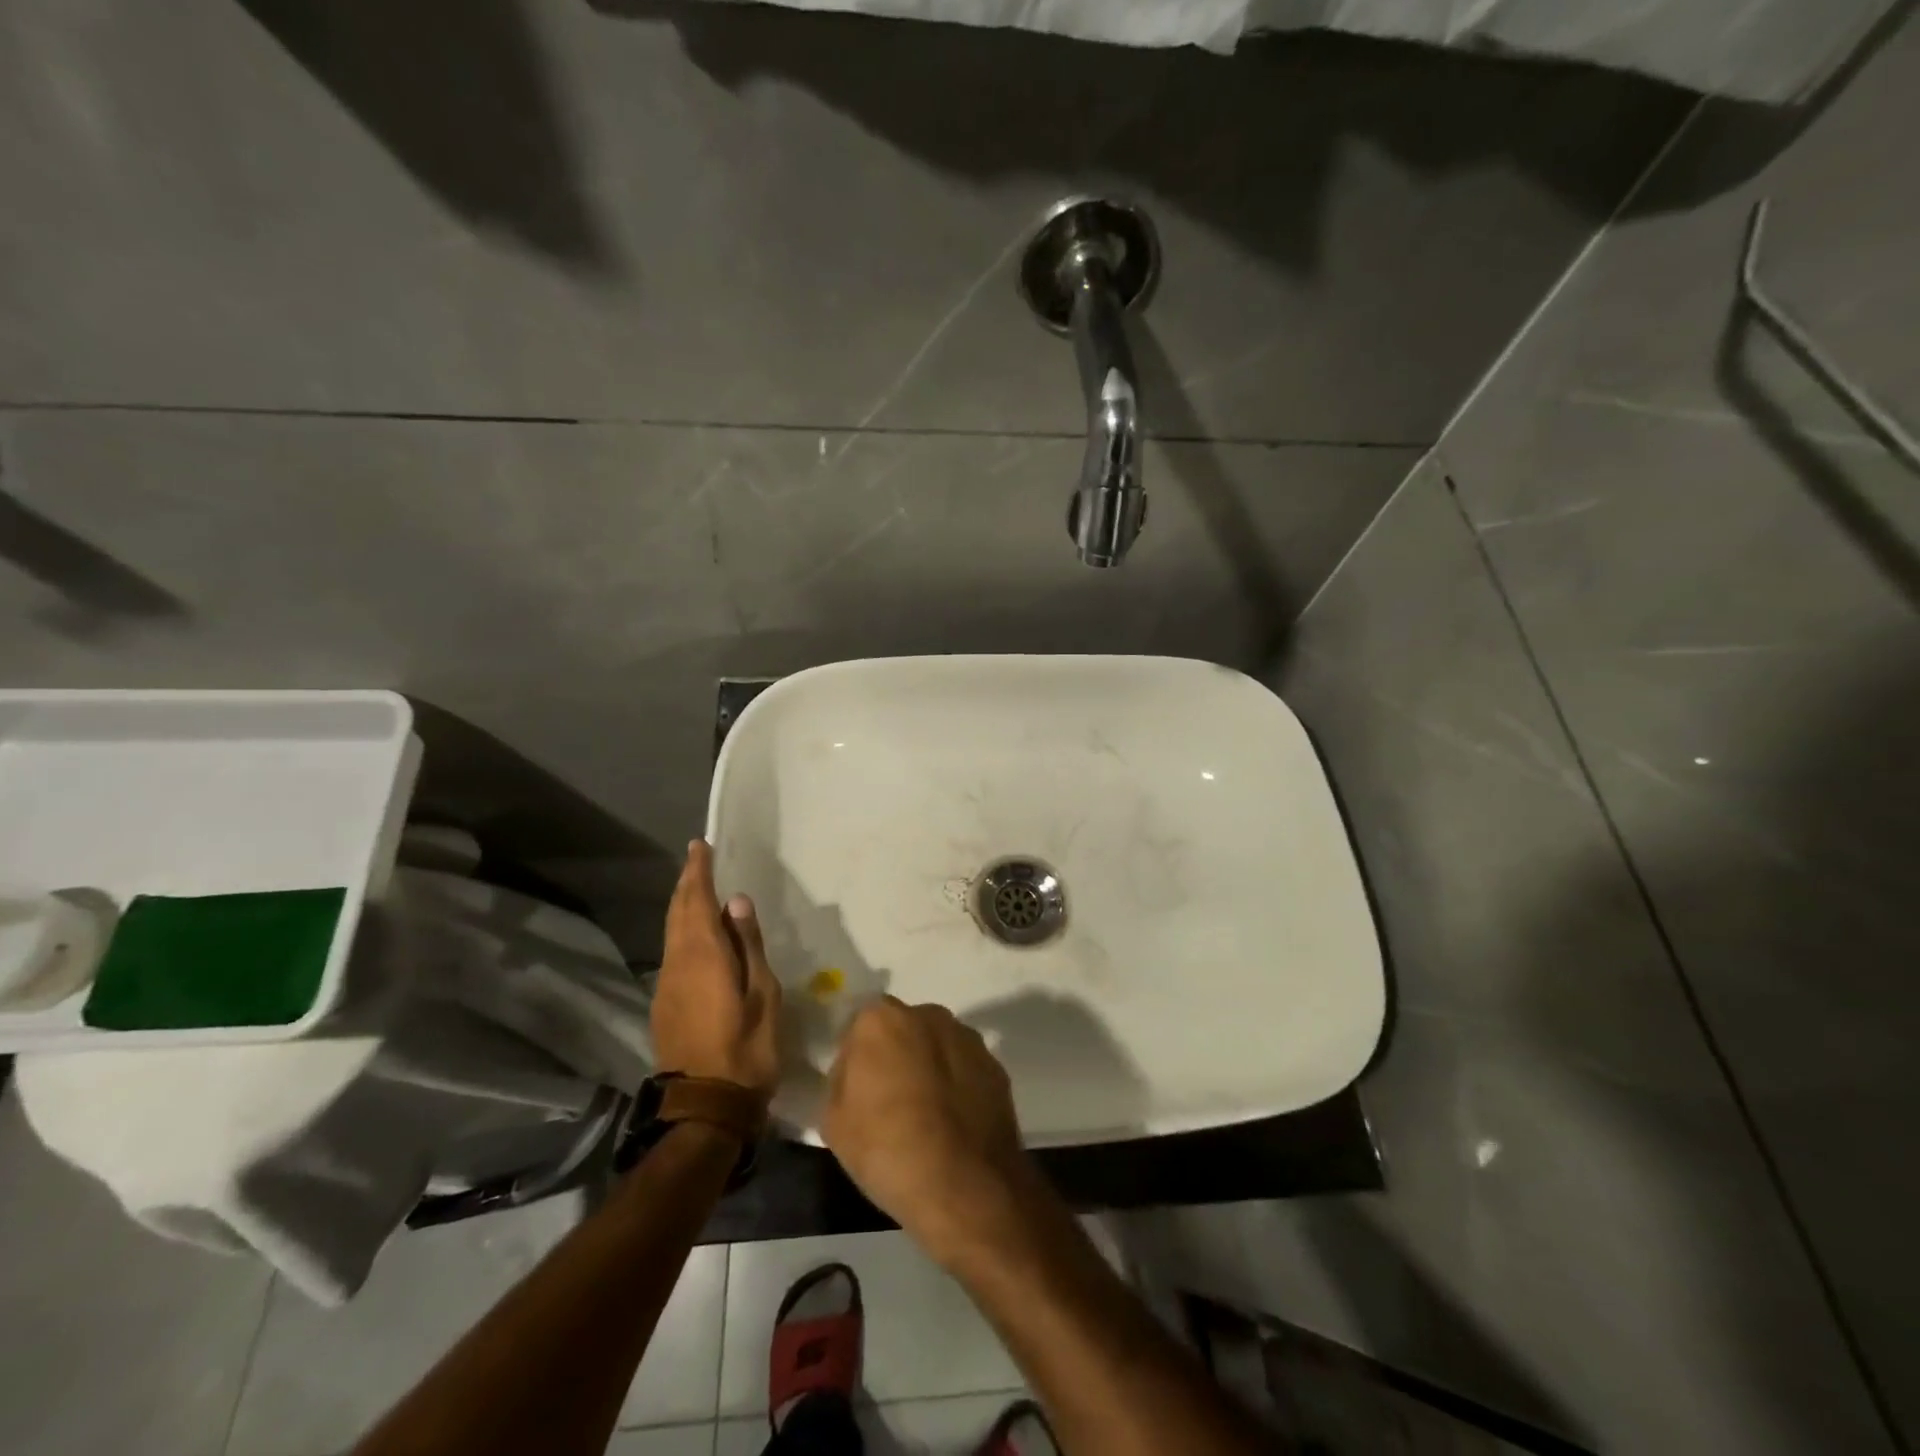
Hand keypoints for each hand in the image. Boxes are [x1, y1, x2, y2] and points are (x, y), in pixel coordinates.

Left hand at [651, 840, 781, 1098]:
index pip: (697, 901)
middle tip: (697, 861)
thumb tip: (737, 903)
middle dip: (686, 884)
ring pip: (671, 934)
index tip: (700, 846)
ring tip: (697, 890)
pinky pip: (672, 953)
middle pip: (678, 914)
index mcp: (704, 956)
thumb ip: (748, 945)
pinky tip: (696, 936)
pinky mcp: (665, 1005)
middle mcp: (677, 964)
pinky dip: (682, 932)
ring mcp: (667, 986)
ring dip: (683, 907)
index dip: (698, 872)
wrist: (705, 1107)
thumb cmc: (746, 1048)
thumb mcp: (763, 994)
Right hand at [824, 997, 1033, 1267]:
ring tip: (926, 1117)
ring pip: (937, 1046)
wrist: (964, 1186)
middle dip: (896, 1055)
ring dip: (929, 1068)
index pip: (860, 1027)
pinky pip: (965, 1069)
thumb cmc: (886, 1149)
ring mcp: (967, 1038)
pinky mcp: (995, 1065)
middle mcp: (928, 1015)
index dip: (857, 1058)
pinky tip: (953, 1125)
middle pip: (902, 1029)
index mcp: (881, 1019)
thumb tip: (857, 1069)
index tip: (858, 1091)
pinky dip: (958, 1086)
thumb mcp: (833, 1121)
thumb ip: (841, 1079)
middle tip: (890, 1101)